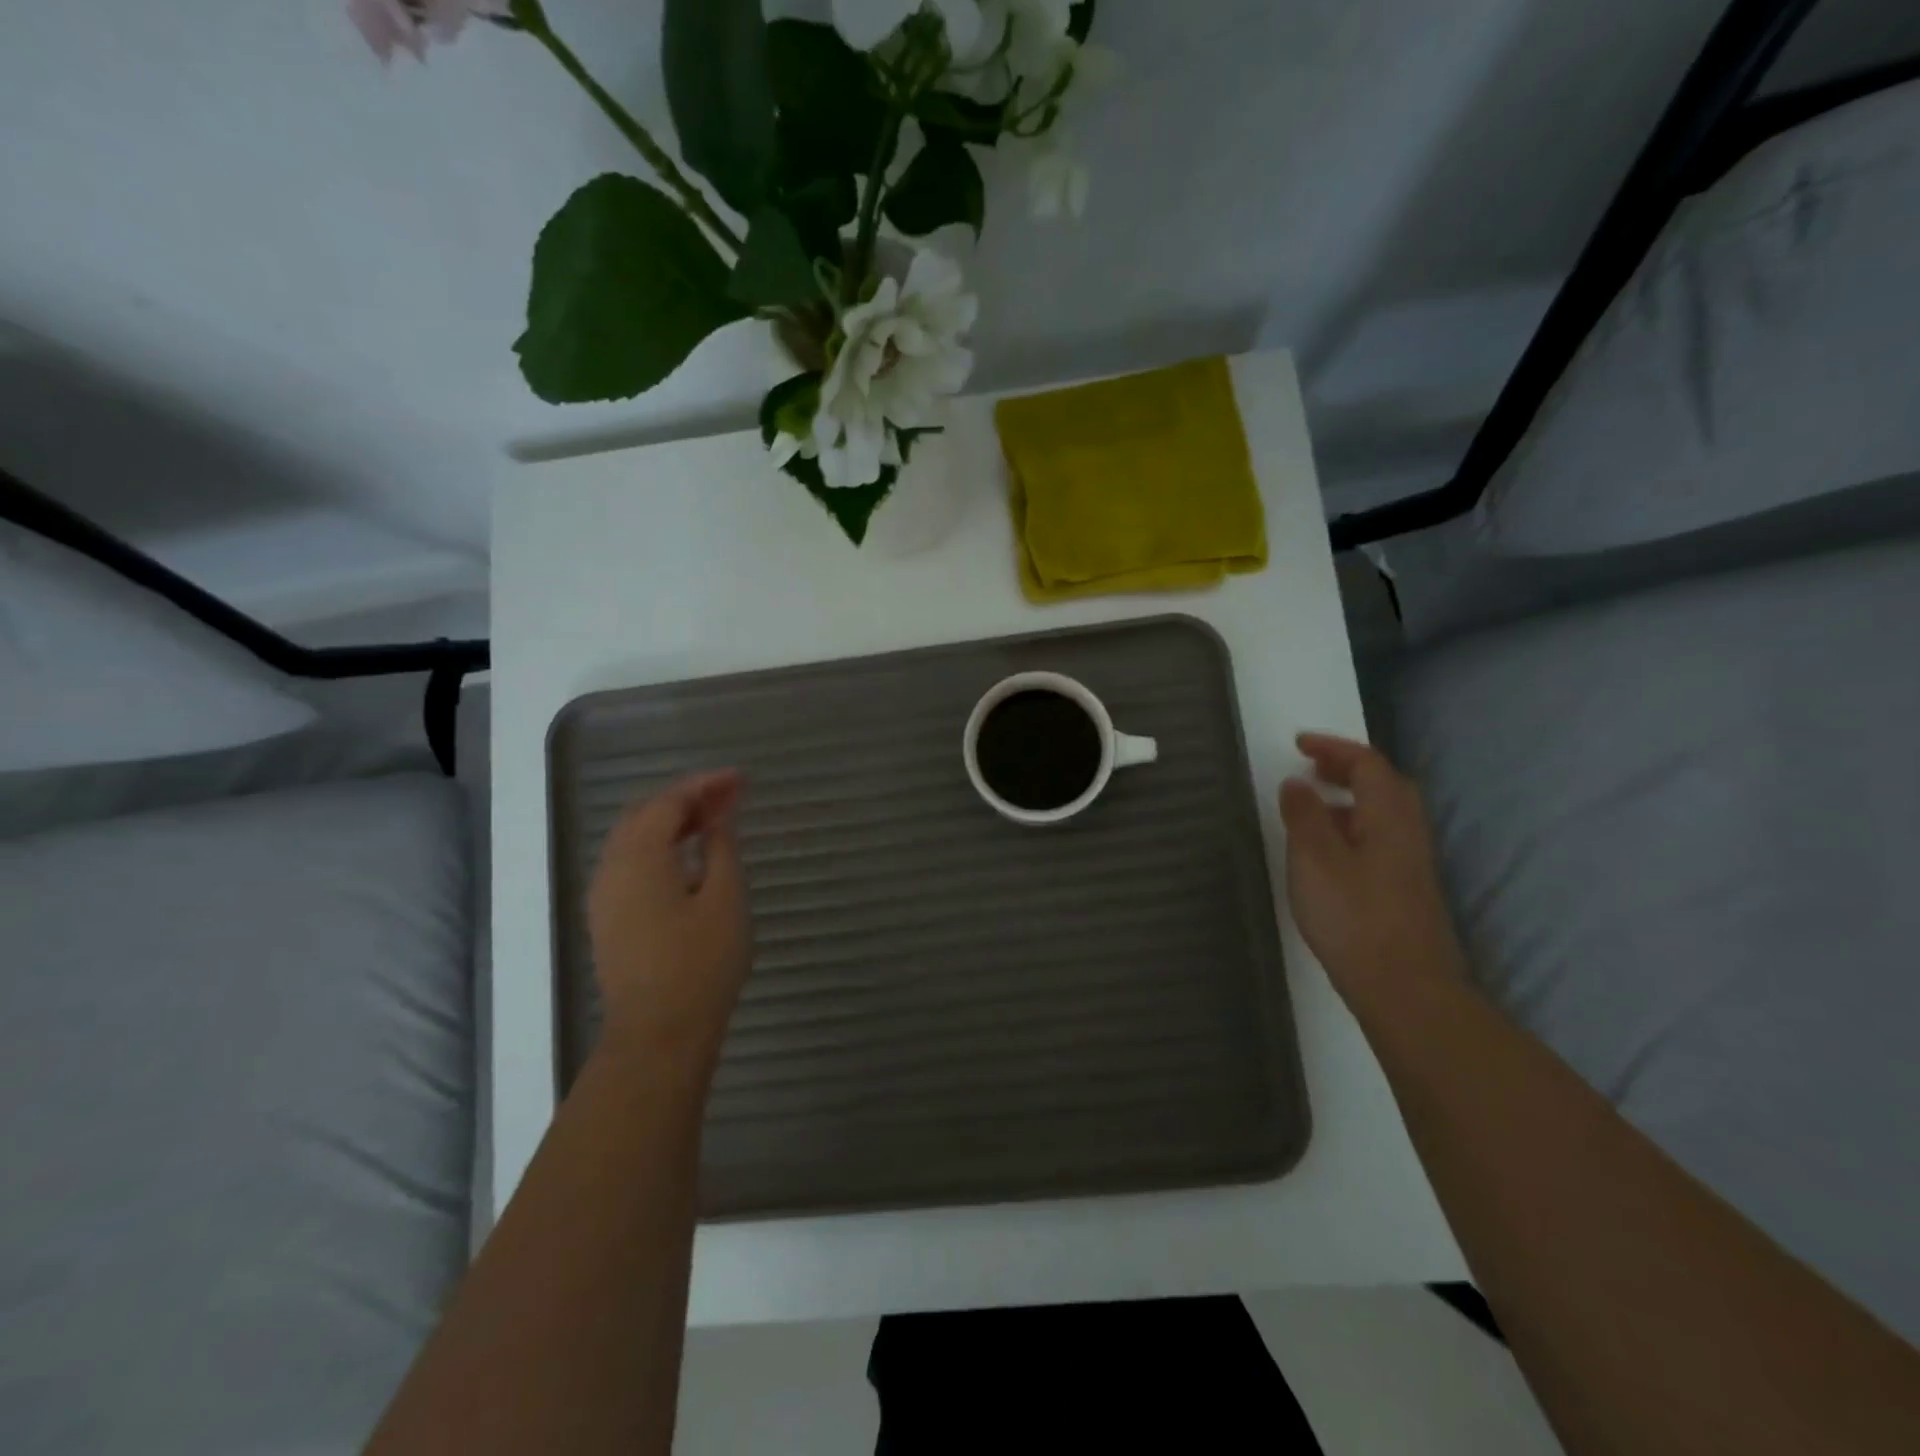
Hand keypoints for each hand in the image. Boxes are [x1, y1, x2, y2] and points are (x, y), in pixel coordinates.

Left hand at [587, 771, 751, 1078]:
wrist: (658, 1034)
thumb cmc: (701, 963)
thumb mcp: (725, 897)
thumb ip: (720, 846)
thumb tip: (719, 814)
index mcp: (639, 856)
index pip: (669, 801)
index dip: (706, 784)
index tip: (742, 779)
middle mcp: (611, 867)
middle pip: (645, 813)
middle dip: (687, 797)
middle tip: (730, 795)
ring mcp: (604, 894)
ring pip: (633, 837)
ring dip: (671, 821)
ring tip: (714, 820)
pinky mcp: (607, 917)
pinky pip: (630, 861)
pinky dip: (659, 845)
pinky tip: (687, 856)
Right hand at [1278, 733, 1467, 1013]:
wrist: (1405, 989)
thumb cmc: (1354, 918)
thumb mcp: (1315, 861)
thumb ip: (1304, 816)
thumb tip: (1297, 782)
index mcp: (1388, 818)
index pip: (1368, 764)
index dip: (1334, 748)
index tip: (1298, 745)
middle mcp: (1407, 834)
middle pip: (1384, 785)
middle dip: (1347, 769)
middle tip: (1311, 768)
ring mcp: (1410, 864)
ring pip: (1384, 814)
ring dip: (1350, 798)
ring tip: (1311, 807)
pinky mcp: (1405, 890)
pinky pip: (1380, 839)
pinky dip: (1353, 826)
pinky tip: (1328, 852)